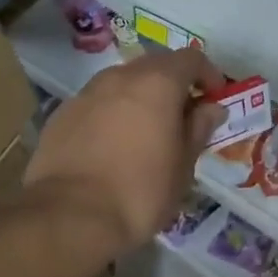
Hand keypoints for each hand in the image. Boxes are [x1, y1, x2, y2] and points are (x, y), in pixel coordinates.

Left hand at [27, 48, 227, 251]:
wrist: (70, 217)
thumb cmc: (141, 191)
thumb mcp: (183, 165)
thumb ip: (199, 128)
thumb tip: (210, 108)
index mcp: (158, 82)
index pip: (191, 58)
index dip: (208, 75)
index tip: (214, 100)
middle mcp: (121, 76)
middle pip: (156, 65)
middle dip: (173, 84)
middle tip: (182, 117)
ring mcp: (88, 92)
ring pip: (123, 82)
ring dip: (140, 97)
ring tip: (145, 132)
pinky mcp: (63, 113)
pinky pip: (98, 102)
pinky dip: (112, 113)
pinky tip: (112, 146)